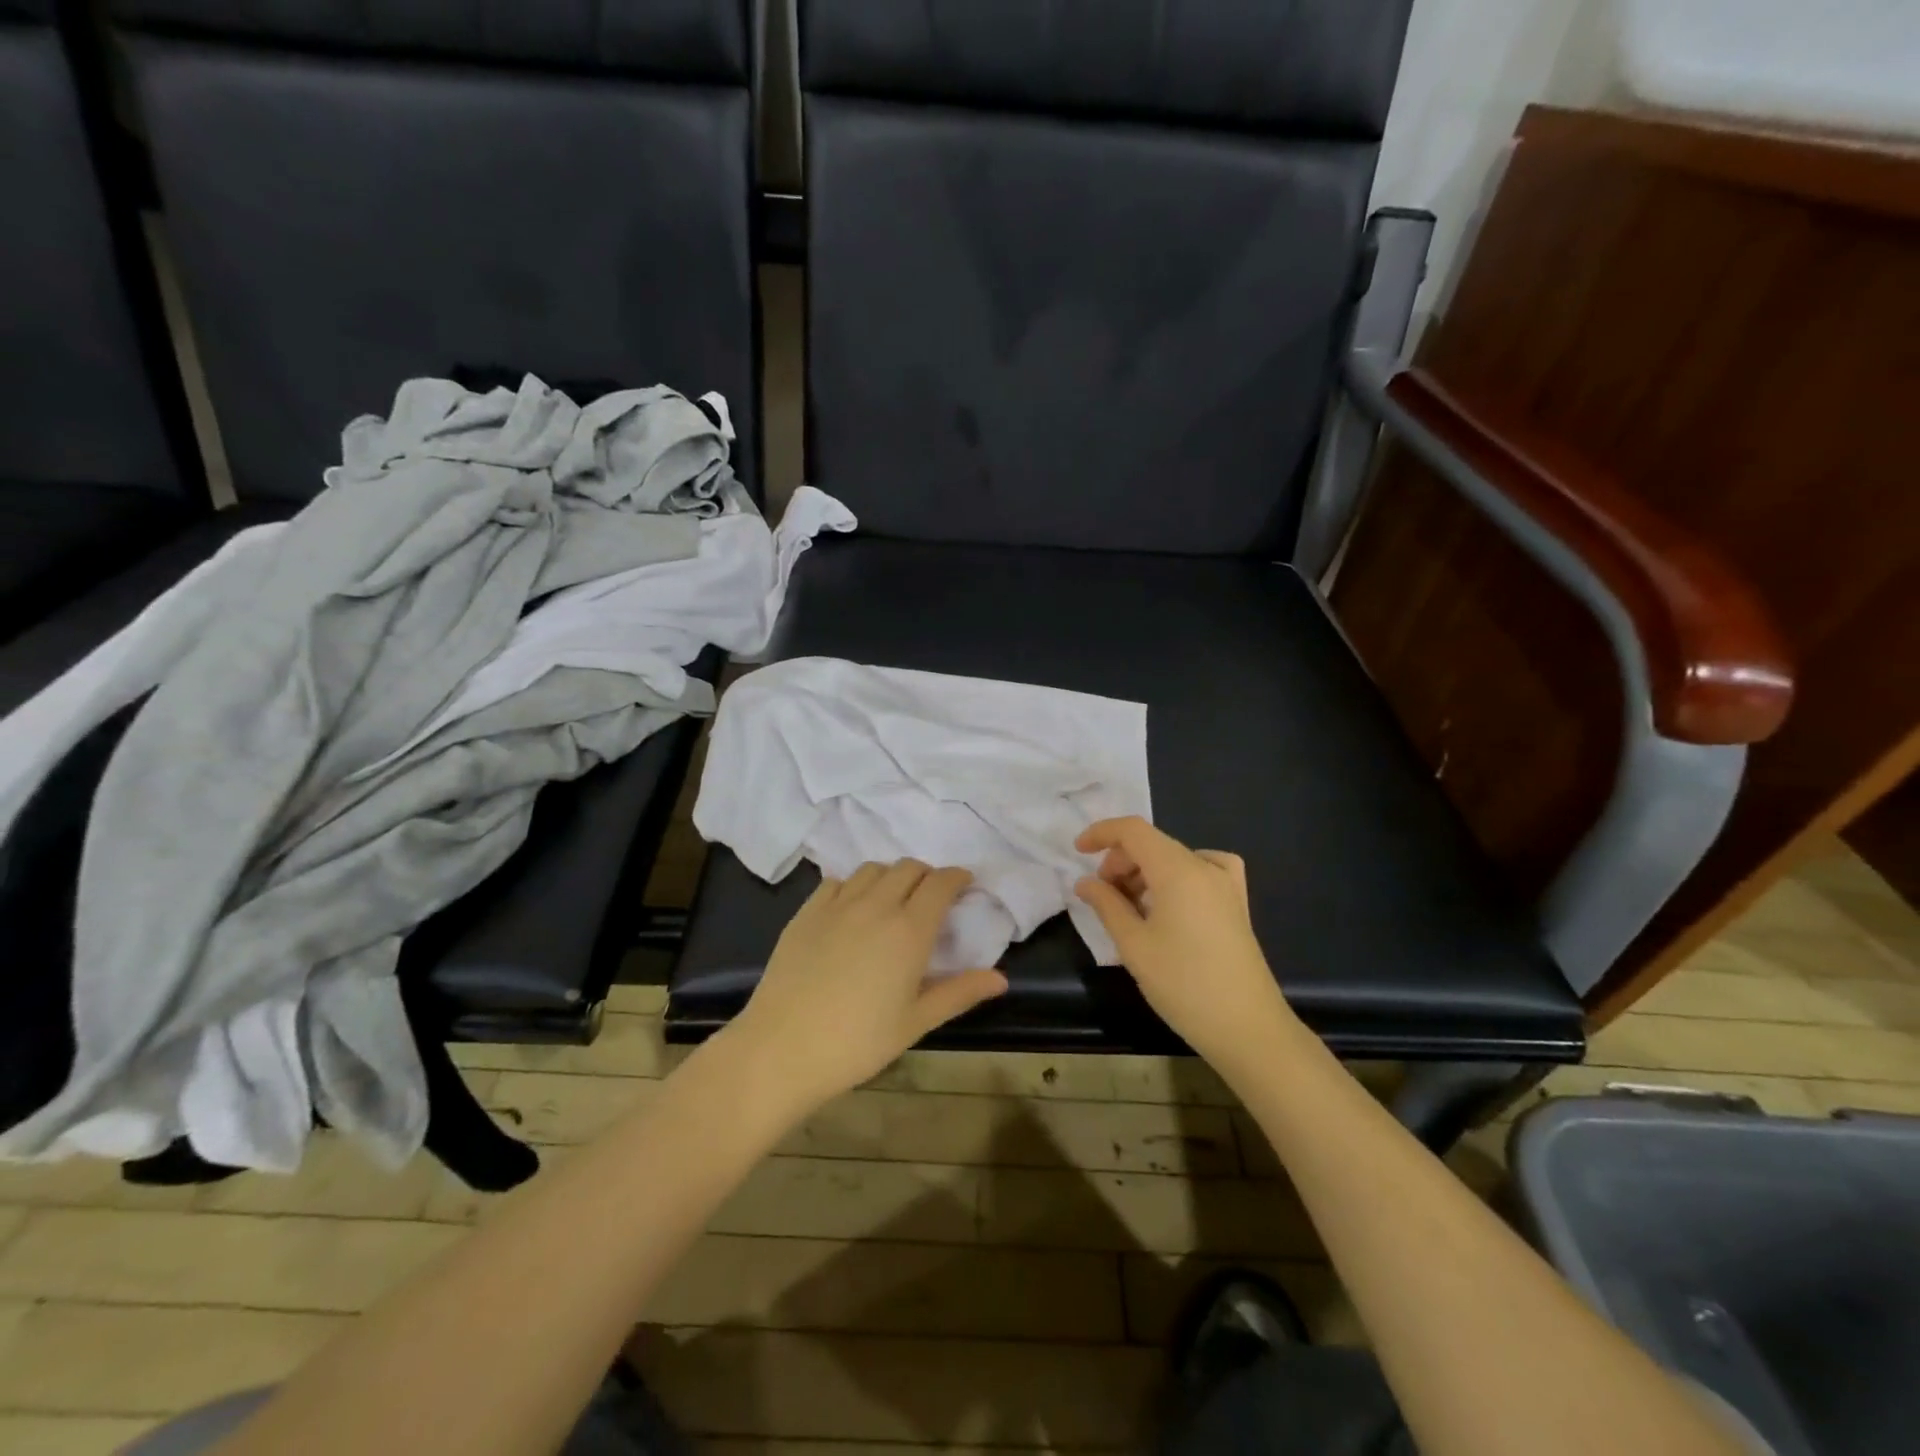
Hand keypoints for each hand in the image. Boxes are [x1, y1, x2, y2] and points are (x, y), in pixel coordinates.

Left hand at [727, 861, 1008, 1113]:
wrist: (783, 1048)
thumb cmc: (858, 1042)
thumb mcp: (916, 1021)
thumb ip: (959, 993)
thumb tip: (1001, 978)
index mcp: (909, 930)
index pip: (940, 883)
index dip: (957, 878)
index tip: (965, 884)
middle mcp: (876, 905)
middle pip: (908, 868)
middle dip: (927, 875)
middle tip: (932, 897)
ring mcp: (837, 905)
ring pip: (872, 869)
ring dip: (891, 876)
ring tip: (893, 898)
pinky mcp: (806, 912)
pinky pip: (836, 881)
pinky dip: (853, 885)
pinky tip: (852, 907)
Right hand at [1073, 817, 1299, 1073]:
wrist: (1247, 1028)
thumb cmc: (1183, 984)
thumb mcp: (1134, 945)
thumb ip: (1106, 905)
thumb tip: (1085, 882)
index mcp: (1179, 870)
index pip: (1133, 831)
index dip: (1102, 833)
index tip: (1078, 852)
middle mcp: (1205, 867)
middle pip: (1153, 844)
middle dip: (1120, 861)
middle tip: (1102, 895)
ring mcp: (1226, 884)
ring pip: (1174, 859)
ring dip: (1144, 873)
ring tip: (1129, 909)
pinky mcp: (1236, 903)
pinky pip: (1200, 872)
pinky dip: (1174, 878)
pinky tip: (1169, 903)